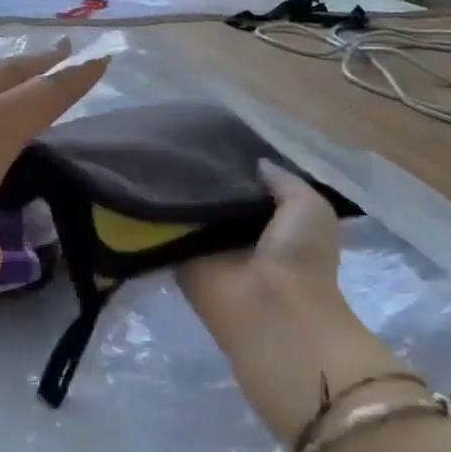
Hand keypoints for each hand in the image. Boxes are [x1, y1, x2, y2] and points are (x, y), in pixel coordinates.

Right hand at [179, 160, 395, 442]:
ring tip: (153, 156)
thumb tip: (255, 163)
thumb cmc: (300, 257)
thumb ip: (284, 181)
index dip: (234, 165)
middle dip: (201, 174)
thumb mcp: (309, 206)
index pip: (248, 187)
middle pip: (215, 197)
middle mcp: (240, 233)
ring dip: (176, 192)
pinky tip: (140, 186)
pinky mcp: (180, 261)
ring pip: (189, 211)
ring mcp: (208, 248)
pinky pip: (165, 232)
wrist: (270, 311)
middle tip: (176, 142)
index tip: (212, 139)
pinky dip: (155, 214)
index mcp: (274, 221)